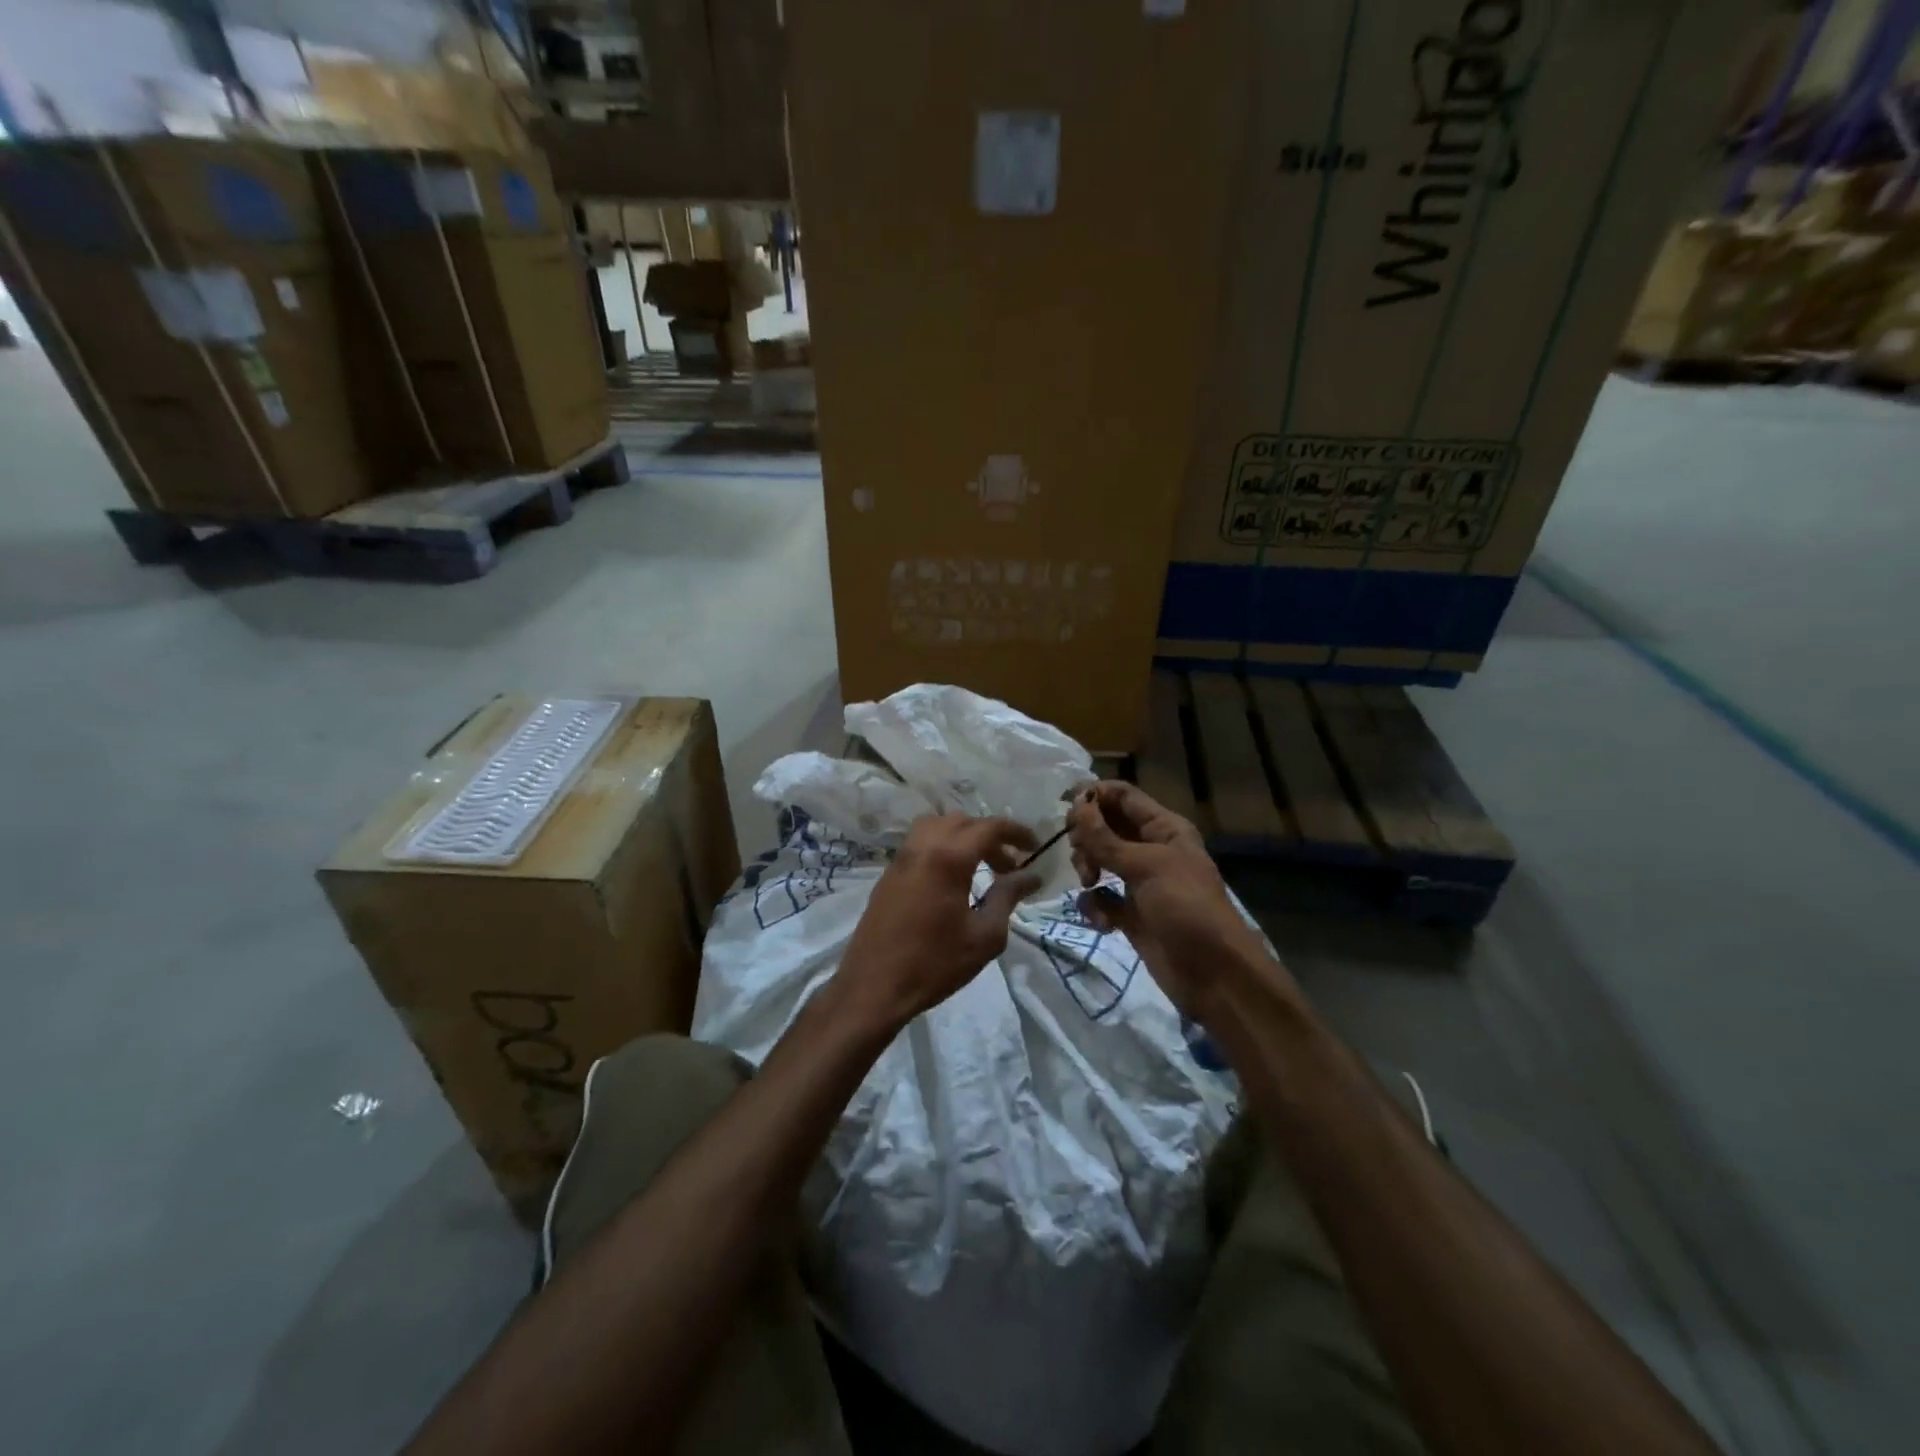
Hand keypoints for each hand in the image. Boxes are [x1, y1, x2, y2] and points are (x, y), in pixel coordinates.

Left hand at [836, 813, 1041, 1032]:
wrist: (873, 987)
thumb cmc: (935, 964)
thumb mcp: (984, 935)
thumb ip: (1008, 897)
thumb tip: (1031, 875)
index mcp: (948, 857)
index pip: (989, 827)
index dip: (1016, 832)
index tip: (1035, 847)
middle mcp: (922, 847)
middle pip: (963, 822)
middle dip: (991, 836)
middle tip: (1010, 865)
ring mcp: (901, 858)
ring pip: (937, 826)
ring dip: (963, 837)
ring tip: (981, 867)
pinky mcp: (888, 874)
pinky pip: (920, 843)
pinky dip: (942, 847)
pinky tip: (953, 881)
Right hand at [1067, 782, 1271, 1018]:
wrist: (1213, 975)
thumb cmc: (1186, 908)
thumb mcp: (1146, 867)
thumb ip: (1106, 838)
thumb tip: (1076, 804)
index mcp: (1164, 829)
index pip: (1123, 796)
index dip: (1094, 795)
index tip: (1065, 807)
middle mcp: (1151, 850)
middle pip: (1105, 827)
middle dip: (1086, 837)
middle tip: (1080, 855)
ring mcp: (1140, 883)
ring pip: (1099, 861)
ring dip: (1087, 869)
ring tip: (1090, 885)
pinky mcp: (1131, 914)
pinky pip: (1101, 898)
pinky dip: (1095, 906)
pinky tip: (1102, 920)